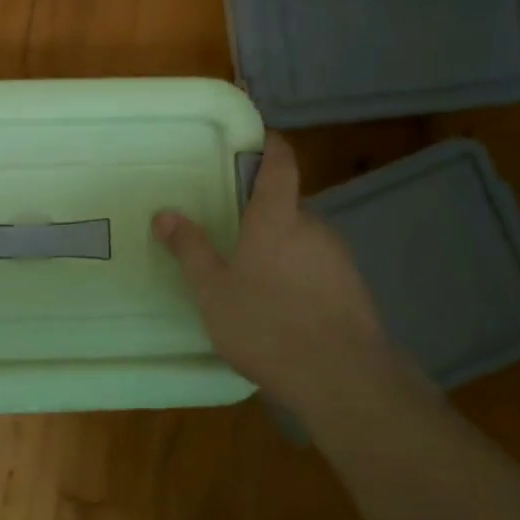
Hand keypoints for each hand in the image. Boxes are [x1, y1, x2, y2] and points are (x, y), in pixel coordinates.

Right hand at [153, 134, 406, 417]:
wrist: (343, 380)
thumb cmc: (267, 324)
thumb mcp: (213, 290)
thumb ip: (190, 249)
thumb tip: (165, 213)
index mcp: (278, 218)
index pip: (281, 164)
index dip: (272, 146)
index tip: (259, 139)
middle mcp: (314, 227)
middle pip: (288, 206)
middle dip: (263, 216)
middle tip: (233, 236)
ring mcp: (339, 258)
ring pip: (303, 240)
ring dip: (281, 250)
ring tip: (254, 284)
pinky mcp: (354, 289)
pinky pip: (319, 269)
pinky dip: (300, 278)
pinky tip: (283, 312)